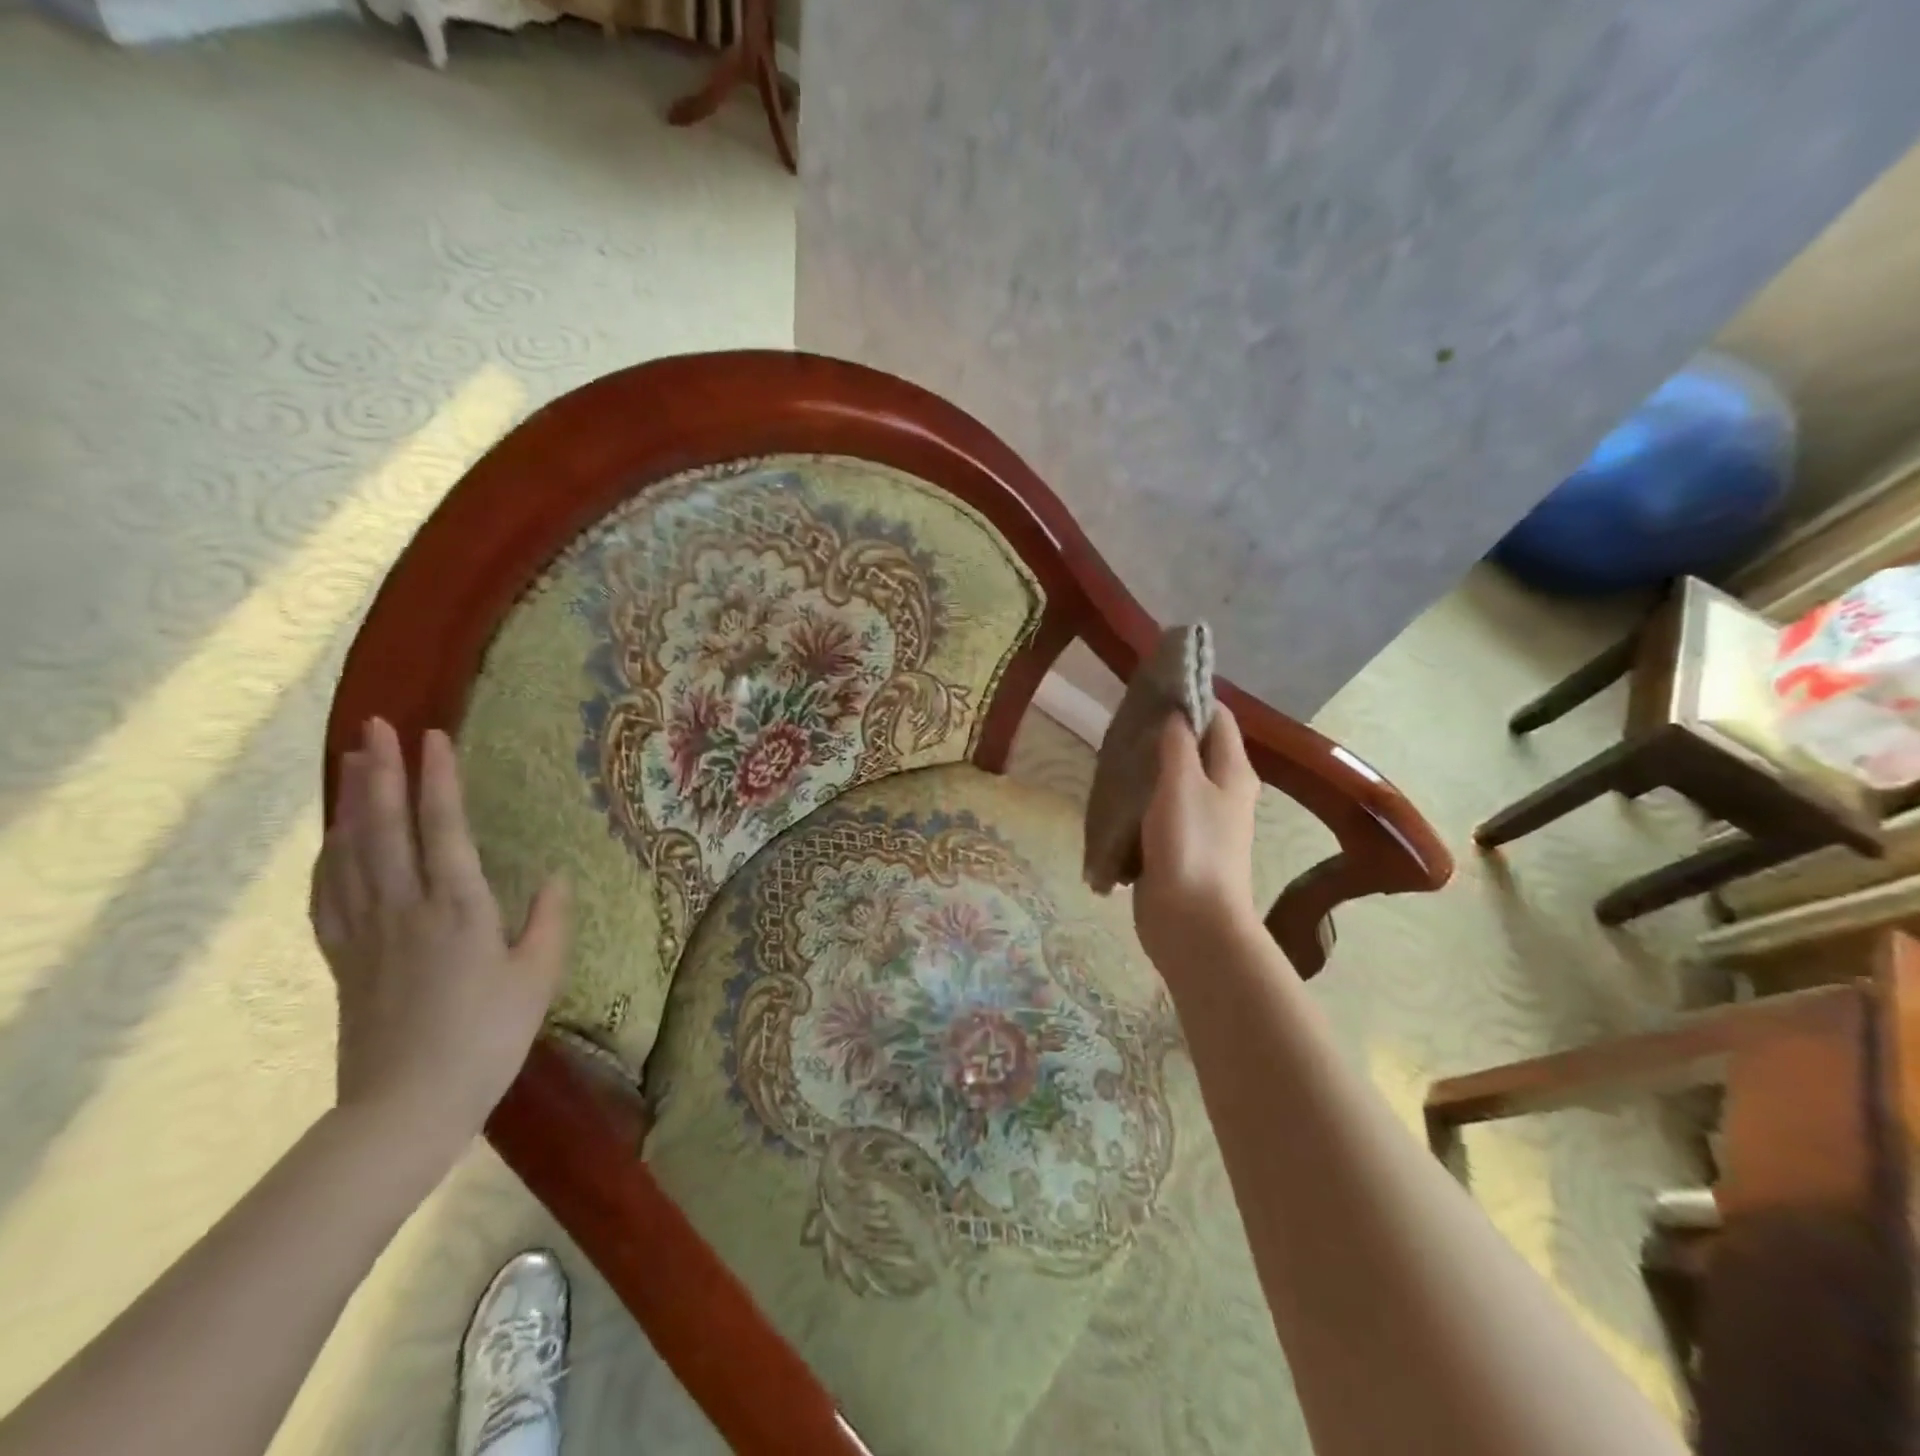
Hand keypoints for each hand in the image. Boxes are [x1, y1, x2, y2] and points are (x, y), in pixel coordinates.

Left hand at [310, 718, 569, 1157]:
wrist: (407, 1105)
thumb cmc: (487, 1037)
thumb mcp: (538, 978)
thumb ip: (548, 920)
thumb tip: (554, 876)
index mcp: (458, 908)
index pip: (444, 828)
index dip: (438, 779)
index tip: (433, 736)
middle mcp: (405, 907)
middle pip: (384, 828)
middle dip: (379, 772)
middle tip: (373, 727)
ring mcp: (366, 932)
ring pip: (351, 853)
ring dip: (351, 803)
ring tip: (351, 763)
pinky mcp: (344, 958)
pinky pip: (328, 894)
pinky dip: (329, 856)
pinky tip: (334, 839)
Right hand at [1132, 707, 1261, 971]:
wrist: (1192, 923)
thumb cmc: (1191, 846)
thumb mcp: (1181, 784)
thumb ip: (1177, 743)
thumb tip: (1176, 711)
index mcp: (1232, 771)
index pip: (1218, 717)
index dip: (1192, 696)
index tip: (1154, 685)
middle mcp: (1222, 791)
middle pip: (1195, 747)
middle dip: (1163, 731)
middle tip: (1124, 720)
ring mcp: (1200, 821)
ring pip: (1173, 780)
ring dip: (1148, 767)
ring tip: (1113, 752)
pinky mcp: (1178, 845)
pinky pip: (1158, 810)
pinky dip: (1140, 799)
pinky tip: (1114, 794)